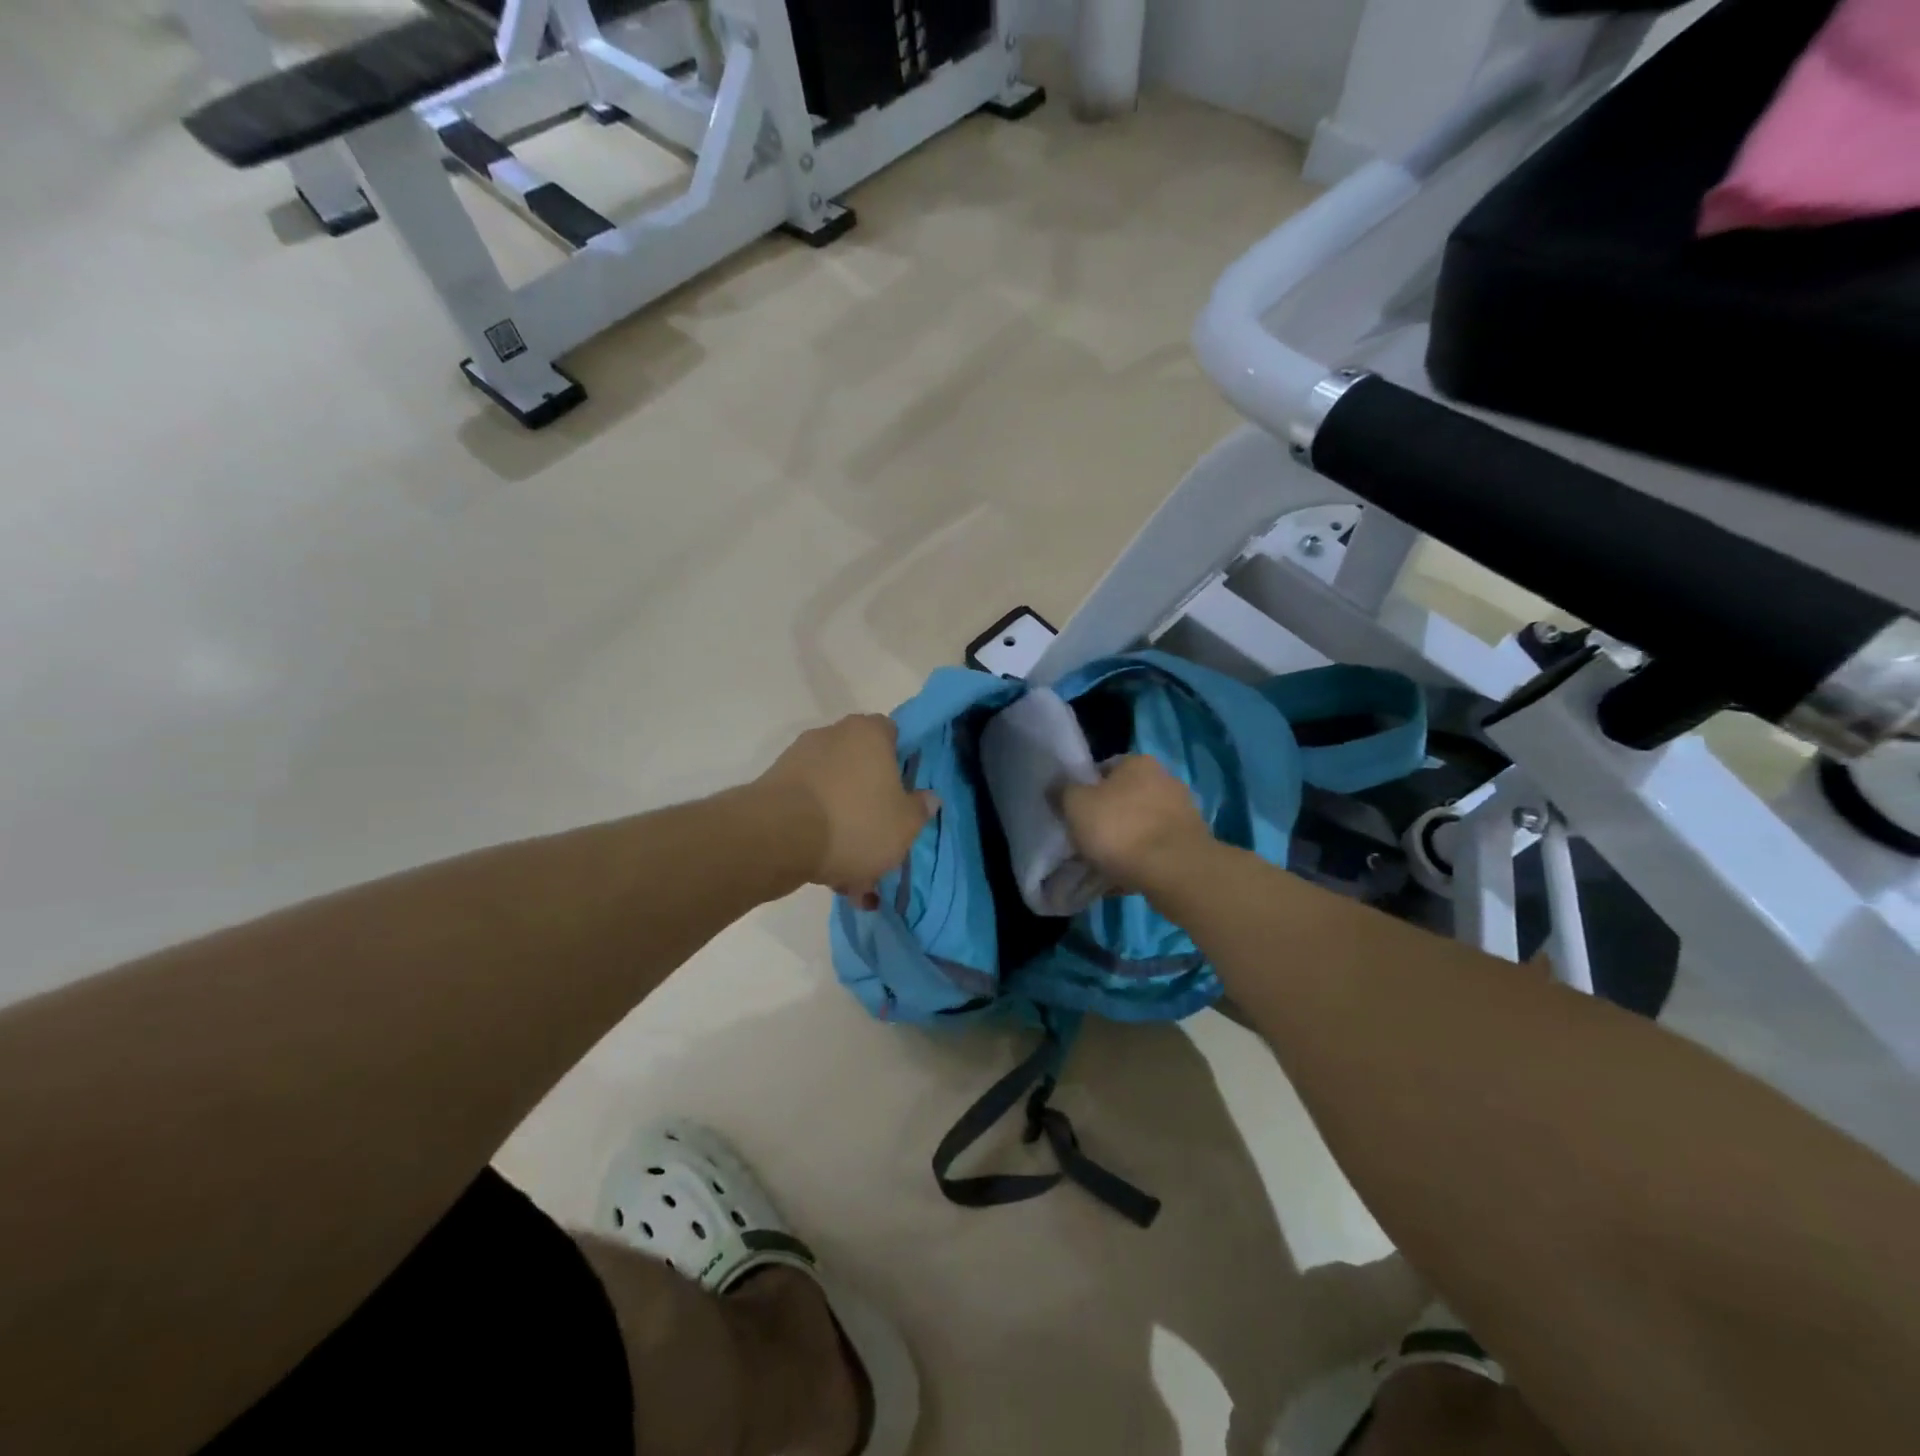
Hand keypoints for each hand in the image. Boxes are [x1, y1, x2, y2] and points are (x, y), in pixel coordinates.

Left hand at [757, 715, 937, 906]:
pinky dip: (816, 835)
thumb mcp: (905, 825)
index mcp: (869, 733)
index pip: (892, 734)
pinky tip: (825, 871)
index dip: (901, 763)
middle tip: (879, 843)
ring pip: (833, 795)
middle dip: (869, 805)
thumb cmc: (855, 822)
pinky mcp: (773, 786)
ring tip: (850, 873)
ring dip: (842, 827)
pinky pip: (806, 810)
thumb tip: (928, 797)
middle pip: (860, 767)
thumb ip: (920, 809)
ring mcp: (798, 759)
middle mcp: (832, 735)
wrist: (777, 838)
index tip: (903, 795)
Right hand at [1058, 755, 1215, 894]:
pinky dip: (1141, 860)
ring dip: (1125, 841)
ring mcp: (1183, 812)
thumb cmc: (1120, 829)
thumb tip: (1057, 787)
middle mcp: (1165, 779)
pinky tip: (1126, 877)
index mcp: (1139, 762)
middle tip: (1087, 840)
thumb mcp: (1076, 806)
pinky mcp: (1191, 843)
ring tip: (1104, 865)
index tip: (1075, 814)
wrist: (1174, 871)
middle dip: (1107, 817)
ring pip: (1141, 825)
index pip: (1104, 769)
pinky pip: (1155, 849)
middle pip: (1124, 797)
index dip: (1085, 790)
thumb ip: (1062, 792)